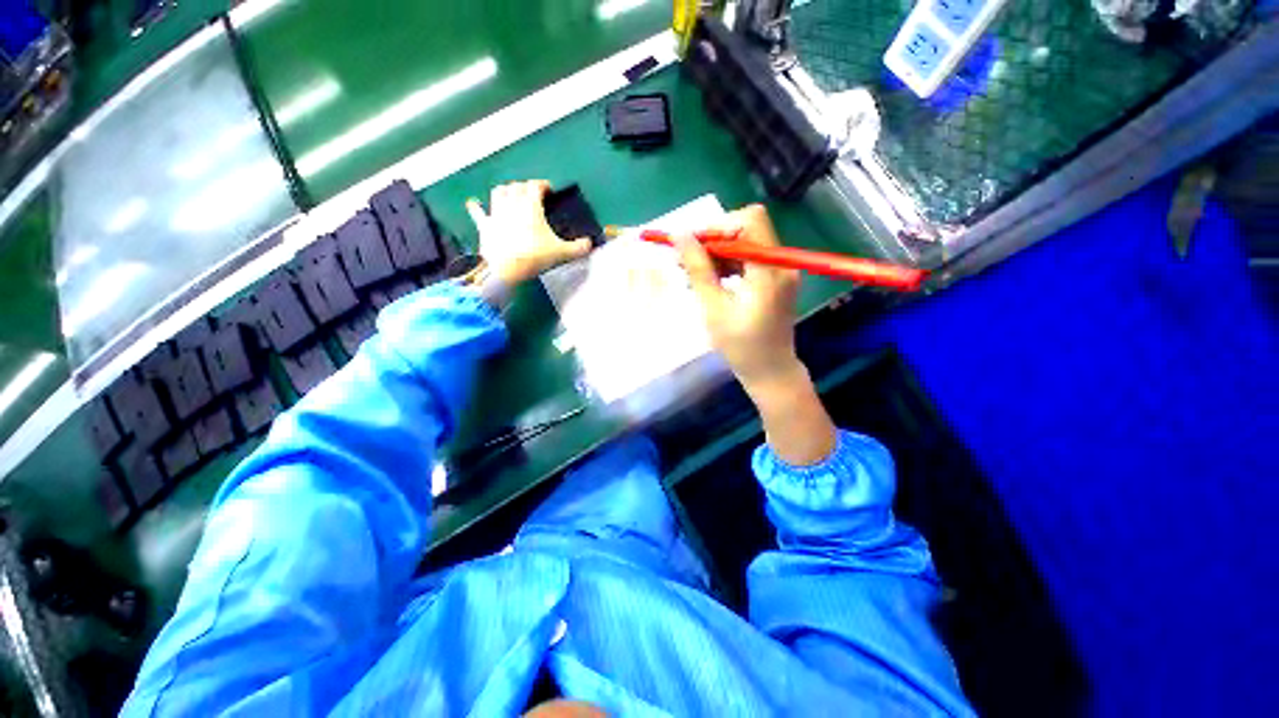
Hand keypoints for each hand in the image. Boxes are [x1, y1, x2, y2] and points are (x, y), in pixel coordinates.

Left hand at [466, 180, 592, 284]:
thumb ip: (577, 248)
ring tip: (511, 194)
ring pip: (499, 192)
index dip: (542, 185)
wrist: (507, 269)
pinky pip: (478, 212)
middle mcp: (512, 203)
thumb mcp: (561, 253)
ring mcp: (496, 213)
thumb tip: (590, 244)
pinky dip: (476, 207)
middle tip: (532, 194)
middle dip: (525, 186)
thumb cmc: (534, 256)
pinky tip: (473, 204)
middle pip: (517, 186)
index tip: (548, 189)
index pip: (535, 186)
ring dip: (506, 190)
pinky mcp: (485, 225)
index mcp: (530, 205)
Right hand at [675, 204, 835, 464]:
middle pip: (746, 230)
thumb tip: (681, 236)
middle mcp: (780, 264)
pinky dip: (727, 265)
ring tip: (690, 273)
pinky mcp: (775, 280)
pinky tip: (708, 280)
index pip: (748, 222)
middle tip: (685, 260)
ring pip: (745, 244)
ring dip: (716, 254)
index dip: (717, 227)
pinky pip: (748, 260)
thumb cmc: (741, 348)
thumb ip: (699, 270)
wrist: (771, 372)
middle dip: (712, 241)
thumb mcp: (714, 309)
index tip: (691, 246)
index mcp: (769, 271)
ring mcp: (780, 272)